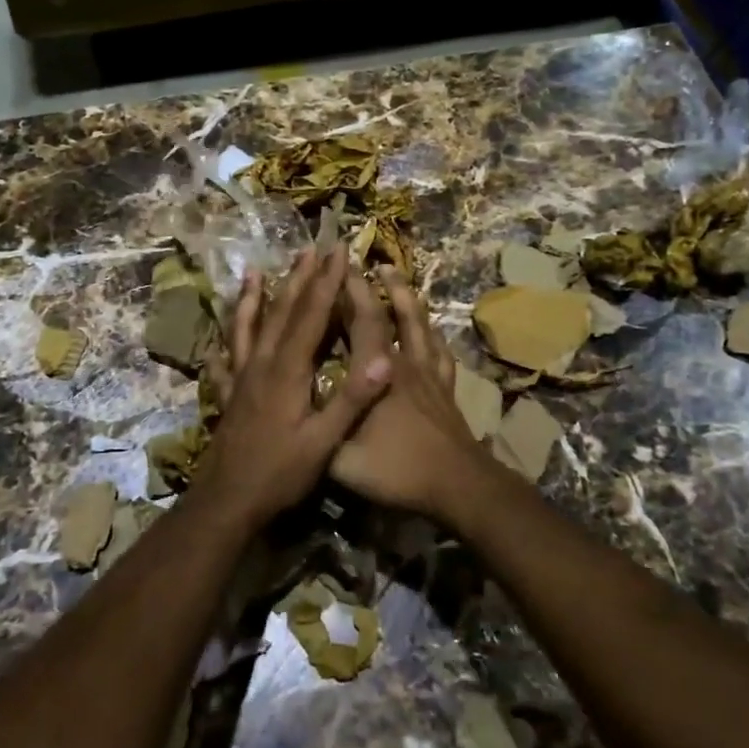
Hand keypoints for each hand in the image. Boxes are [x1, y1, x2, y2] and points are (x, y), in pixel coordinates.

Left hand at [199, 247, 392, 527]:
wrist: (227, 501)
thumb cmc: (280, 473)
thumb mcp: (324, 442)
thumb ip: (352, 399)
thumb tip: (385, 359)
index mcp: (289, 370)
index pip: (312, 315)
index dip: (326, 282)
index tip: (338, 252)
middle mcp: (262, 364)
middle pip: (281, 312)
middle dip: (298, 279)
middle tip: (309, 250)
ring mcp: (241, 378)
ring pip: (247, 328)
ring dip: (252, 298)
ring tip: (253, 273)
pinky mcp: (228, 395)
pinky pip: (224, 361)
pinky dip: (223, 344)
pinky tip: (217, 341)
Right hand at [329, 266, 492, 521]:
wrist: (458, 486)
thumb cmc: (398, 469)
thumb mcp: (342, 460)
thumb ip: (316, 434)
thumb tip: (290, 414)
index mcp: (377, 373)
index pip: (362, 322)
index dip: (349, 292)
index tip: (336, 266)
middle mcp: (403, 363)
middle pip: (388, 314)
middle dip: (370, 286)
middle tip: (358, 261)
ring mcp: (429, 374)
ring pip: (418, 324)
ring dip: (405, 295)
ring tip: (393, 273)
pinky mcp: (446, 388)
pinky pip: (440, 352)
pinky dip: (433, 333)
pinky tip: (430, 328)